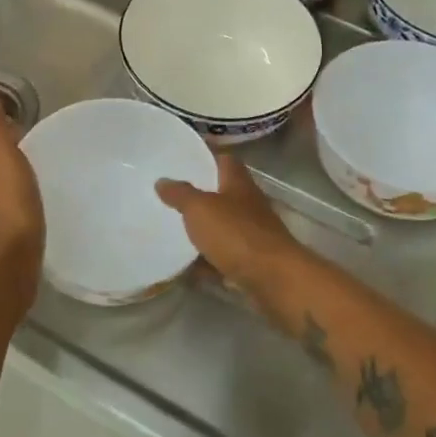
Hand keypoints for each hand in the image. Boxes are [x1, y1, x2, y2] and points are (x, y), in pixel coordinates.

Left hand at [0, 81, 44, 298]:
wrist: (7, 272)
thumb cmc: (9, 213)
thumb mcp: (5, 162)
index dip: (2, 133)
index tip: (24, 125)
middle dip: (9, 156)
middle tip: (38, 147)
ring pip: (0, 189)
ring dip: (15, 181)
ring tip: (41, 174)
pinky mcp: (2, 239)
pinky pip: (11, 210)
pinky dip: (20, 203)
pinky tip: (37, 206)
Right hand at [156, 155, 303, 296]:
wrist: (273, 279)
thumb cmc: (236, 234)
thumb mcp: (200, 209)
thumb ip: (180, 194)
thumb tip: (162, 180)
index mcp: (238, 184)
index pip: (225, 160)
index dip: (206, 157)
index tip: (182, 159)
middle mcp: (248, 205)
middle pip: (222, 194)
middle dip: (199, 196)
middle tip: (168, 196)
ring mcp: (252, 235)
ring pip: (222, 227)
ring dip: (202, 230)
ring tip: (171, 230)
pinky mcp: (250, 262)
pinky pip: (222, 258)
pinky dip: (206, 261)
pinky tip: (185, 267)